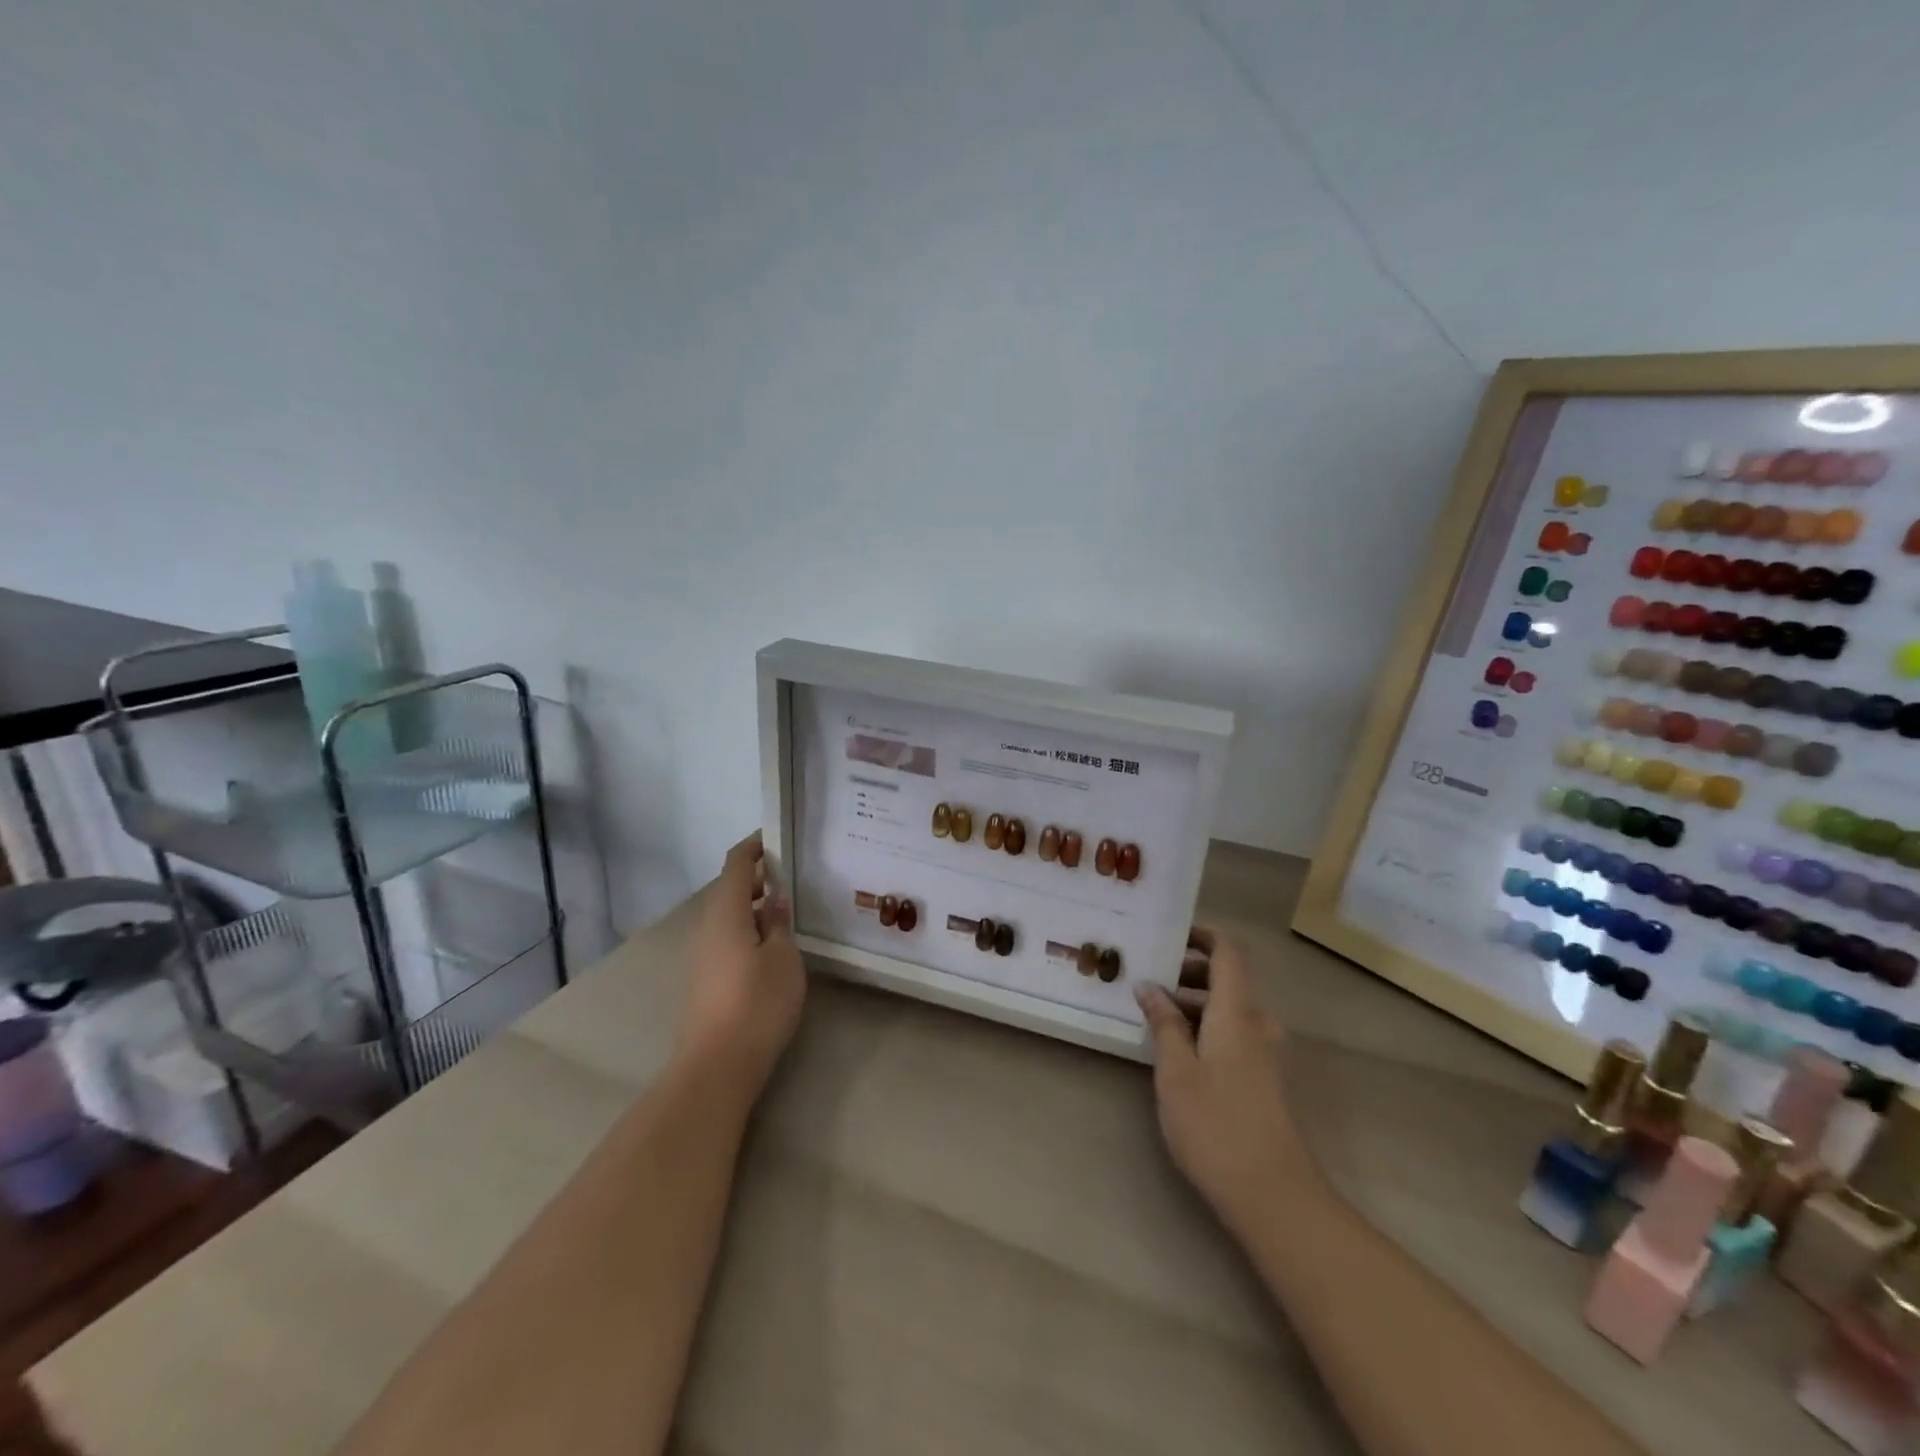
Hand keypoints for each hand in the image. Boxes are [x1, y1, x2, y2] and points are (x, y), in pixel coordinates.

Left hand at [679, 833, 806, 1094]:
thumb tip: (774, 899)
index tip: (778, 837)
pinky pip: (727, 937)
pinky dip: (749, 928)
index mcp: (726, 913)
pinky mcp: (706, 978)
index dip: (754, 847)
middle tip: (793, 874)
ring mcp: (703, 954)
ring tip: (788, 908)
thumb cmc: (757, 1003)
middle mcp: (708, 927)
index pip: (736, 864)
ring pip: (729, 915)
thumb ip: (778, 923)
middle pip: (730, 888)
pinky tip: (773, 944)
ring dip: (754, 905)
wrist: (717, 1065)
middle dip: (758, 877)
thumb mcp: (783, 958)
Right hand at [1136, 929, 1308, 1234]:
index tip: (1168, 936)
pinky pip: (1235, 1035)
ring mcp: (1268, 1054)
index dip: (1202, 936)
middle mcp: (1259, 1024)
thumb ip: (1163, 1023)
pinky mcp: (1267, 1081)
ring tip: (1154, 1018)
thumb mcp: (1176, 1071)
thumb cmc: (1216, 1125)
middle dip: (1188, 973)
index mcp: (1238, 1012)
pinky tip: (1178, 1053)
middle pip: (1228, 980)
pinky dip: (1207, 1030)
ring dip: (1194, 1005)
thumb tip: (1149, 986)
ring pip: (1229, 1011)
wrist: (1275, 1197)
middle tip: (1147, 981)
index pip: (1229, 953)